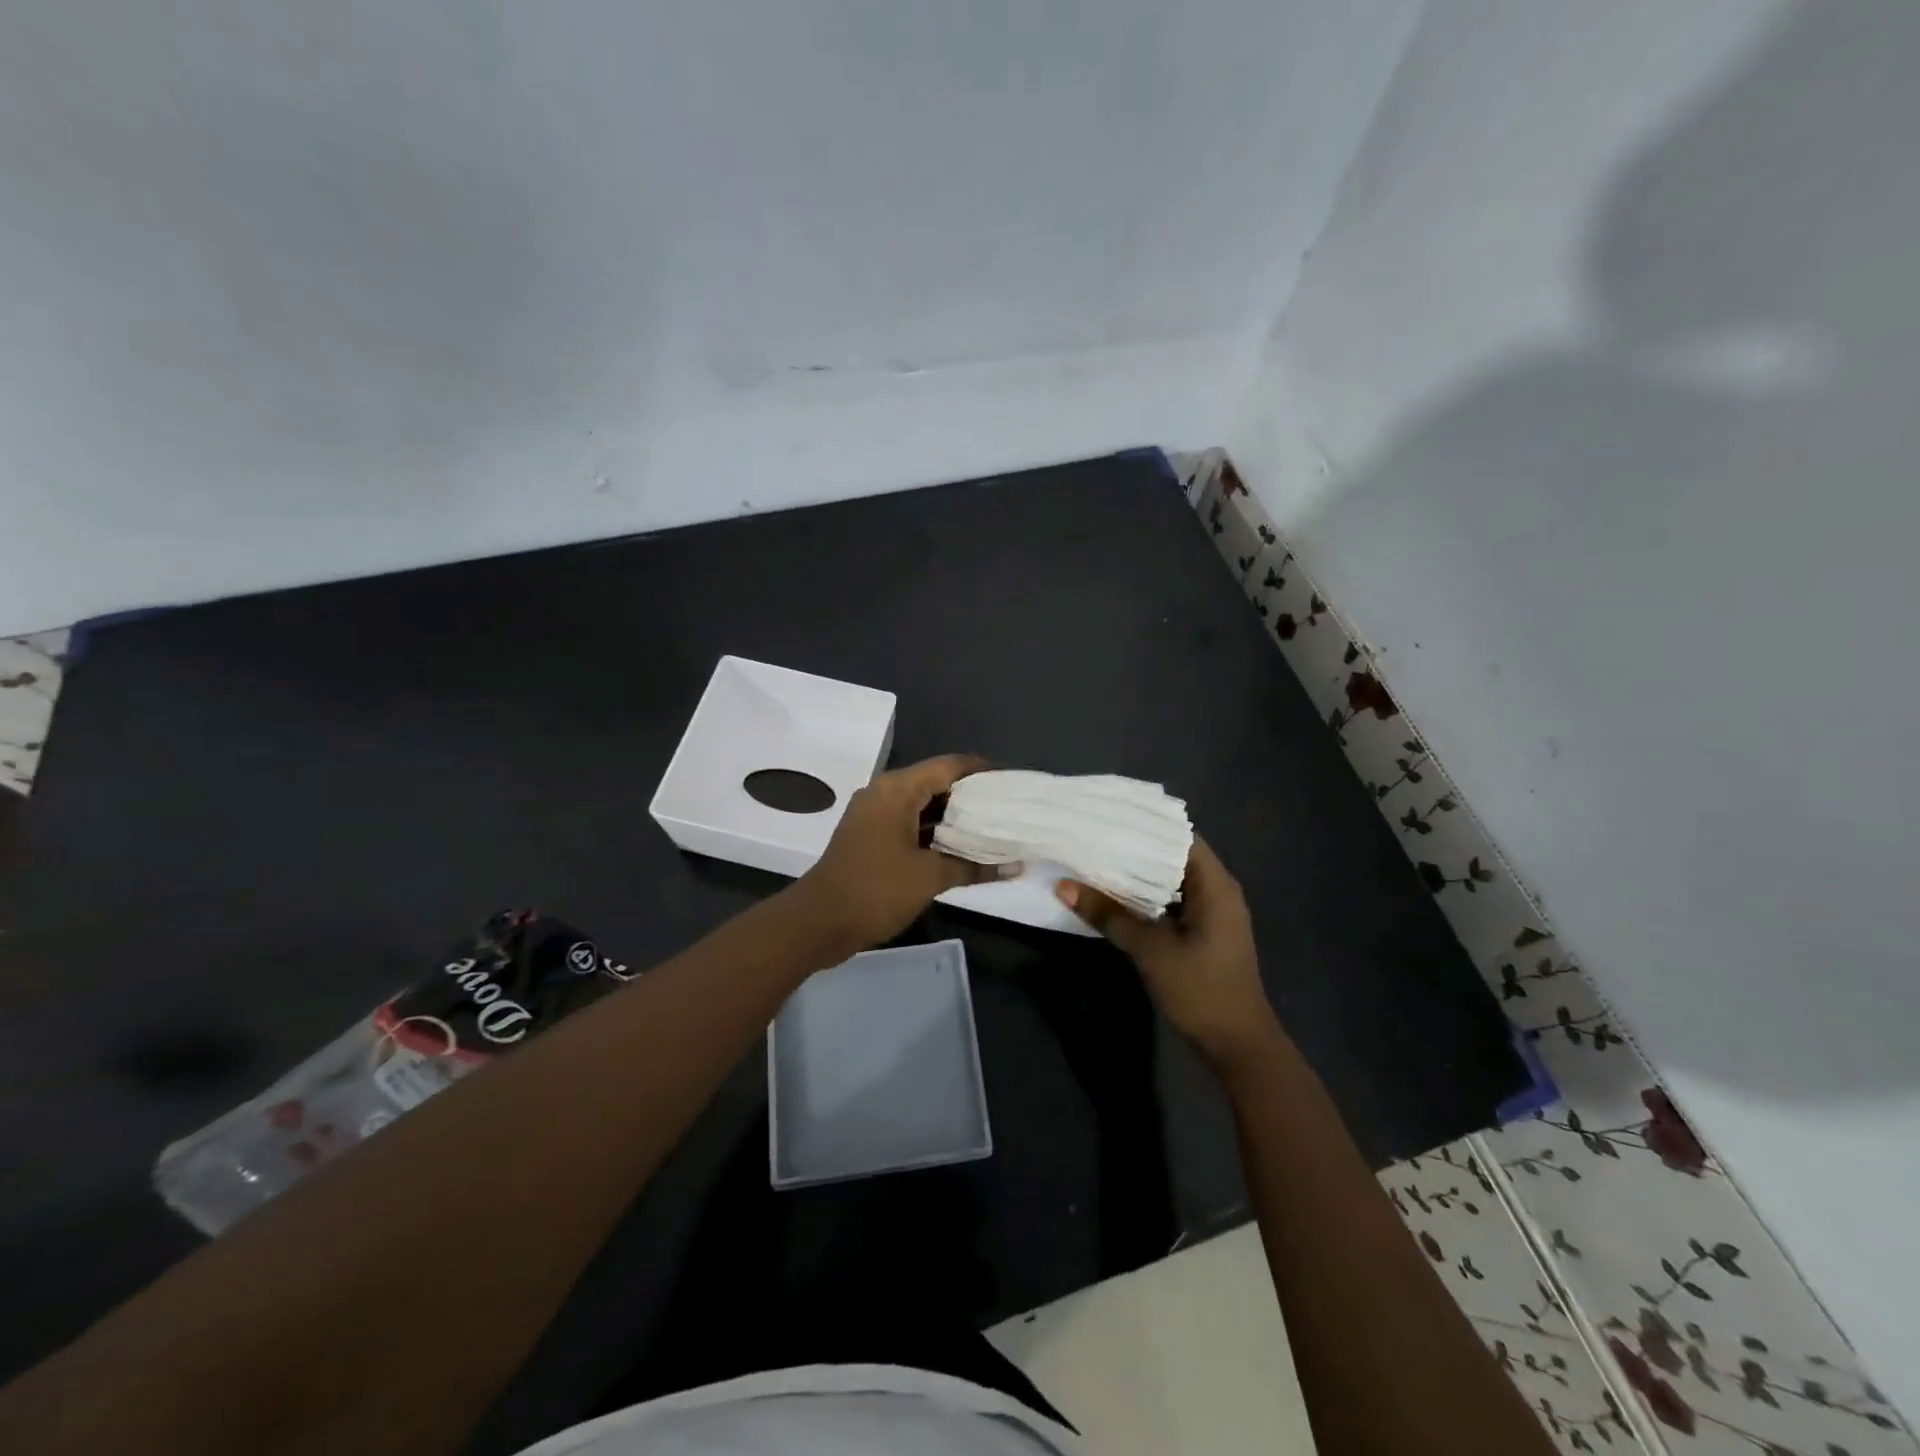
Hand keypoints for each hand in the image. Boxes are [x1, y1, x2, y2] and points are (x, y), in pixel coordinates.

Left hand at [790, 754, 1014, 955]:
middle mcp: (884, 794)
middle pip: (936, 783)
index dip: (982, 771)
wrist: (818, 922)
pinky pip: (910, 824)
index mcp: (897, 790)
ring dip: (954, 818)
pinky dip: (935, 833)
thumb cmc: (876, 889)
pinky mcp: (871, 838)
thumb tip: (1017, 866)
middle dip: (971, 796)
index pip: (949, 766)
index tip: (1012, 783)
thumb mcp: (930, 877)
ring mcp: (875, 816)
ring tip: (993, 828)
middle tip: (1008, 809)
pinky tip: (962, 849)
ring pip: (923, 806)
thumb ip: (975, 867)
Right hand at [1055, 837, 1288, 1076]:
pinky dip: (1145, 899)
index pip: (1179, 837)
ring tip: (1095, 860)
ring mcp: (1211, 915)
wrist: (1237, 1046)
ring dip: (1137, 876)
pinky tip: (1113, 897)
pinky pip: (1170, 904)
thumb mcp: (1150, 950)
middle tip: (1092, 837)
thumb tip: (1064, 886)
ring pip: (1169, 883)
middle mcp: (1217, 892)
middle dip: (1134, 850)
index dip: (1145, 826)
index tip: (1108, 817)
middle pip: (1173, 858)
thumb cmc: (1201, 990)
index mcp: (1216, 885)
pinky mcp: (1202, 935)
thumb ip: (1109, 915)